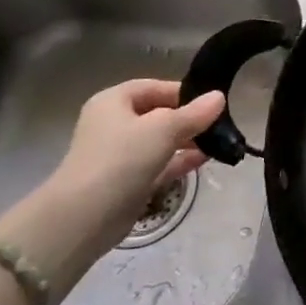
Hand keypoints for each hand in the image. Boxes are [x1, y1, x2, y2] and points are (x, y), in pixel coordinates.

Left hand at [0, 80, 225, 297]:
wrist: (84, 217)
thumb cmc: (121, 159)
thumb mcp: (163, 129)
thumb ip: (194, 114)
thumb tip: (219, 97)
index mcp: (114, 102)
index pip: (154, 87)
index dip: (183, 92)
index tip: (212, 101)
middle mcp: (114, 124)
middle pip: (158, 114)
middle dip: (189, 119)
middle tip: (221, 123)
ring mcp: (121, 155)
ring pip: (161, 141)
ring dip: (188, 140)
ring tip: (219, 141)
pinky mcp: (129, 182)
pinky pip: (160, 164)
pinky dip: (180, 160)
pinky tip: (206, 159)